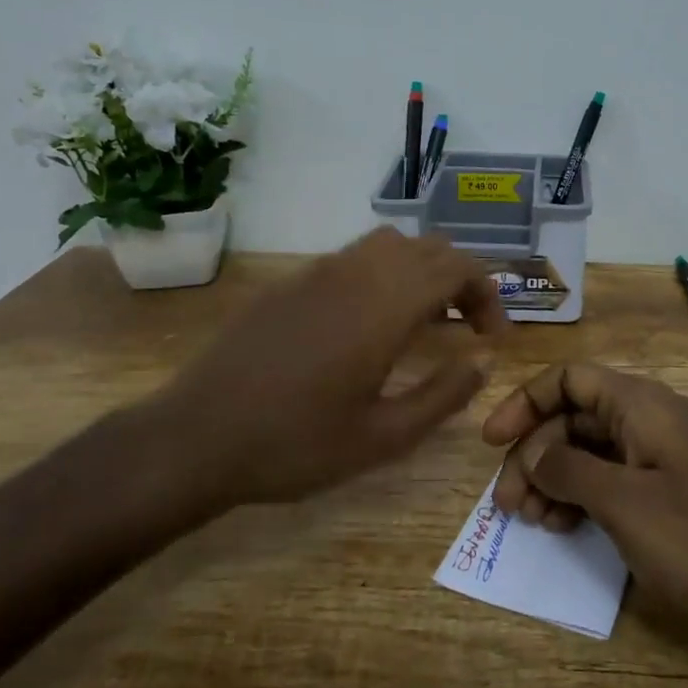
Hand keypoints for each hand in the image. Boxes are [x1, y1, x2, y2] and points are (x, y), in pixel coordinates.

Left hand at [149, 227, 507, 511]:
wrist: (196, 437)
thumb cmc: (296, 444)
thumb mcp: (383, 437)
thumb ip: (444, 395)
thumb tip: (482, 361)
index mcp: (386, 305)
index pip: (457, 268)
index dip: (487, 294)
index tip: (491, 336)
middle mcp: (358, 273)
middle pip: (430, 248)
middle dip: (461, 280)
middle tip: (466, 328)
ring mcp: (320, 271)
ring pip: (391, 244)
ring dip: (421, 270)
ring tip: (424, 318)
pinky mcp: (292, 281)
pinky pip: (354, 257)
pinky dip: (383, 273)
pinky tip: (369, 321)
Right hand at [481, 363, 687, 655]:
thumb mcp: (626, 505)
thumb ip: (571, 470)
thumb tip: (534, 453)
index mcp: (645, 406)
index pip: (572, 378)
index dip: (526, 402)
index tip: (491, 442)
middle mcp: (655, 420)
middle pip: (578, 416)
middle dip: (536, 451)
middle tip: (508, 502)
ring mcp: (668, 458)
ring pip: (595, 450)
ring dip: (557, 476)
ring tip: (533, 520)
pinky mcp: (676, 494)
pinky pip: (618, 480)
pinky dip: (586, 497)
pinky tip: (567, 529)